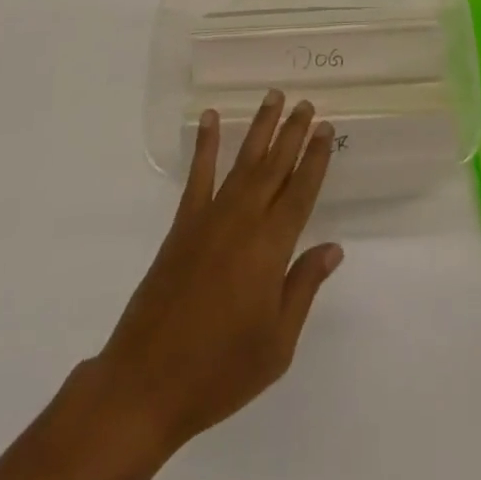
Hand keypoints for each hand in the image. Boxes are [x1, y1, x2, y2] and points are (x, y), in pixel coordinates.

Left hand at [0, 91, 341, 479]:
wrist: (147, 382)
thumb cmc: (220, 370)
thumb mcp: (277, 345)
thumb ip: (303, 287)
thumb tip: (333, 247)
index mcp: (271, 247)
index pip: (301, 191)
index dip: (315, 159)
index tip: (326, 129)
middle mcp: (243, 221)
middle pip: (275, 166)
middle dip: (293, 132)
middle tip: (306, 103)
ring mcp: (210, 217)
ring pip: (242, 161)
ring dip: (260, 127)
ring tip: (273, 97)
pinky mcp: (182, 224)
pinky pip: (197, 175)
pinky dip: (205, 144)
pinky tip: (210, 118)